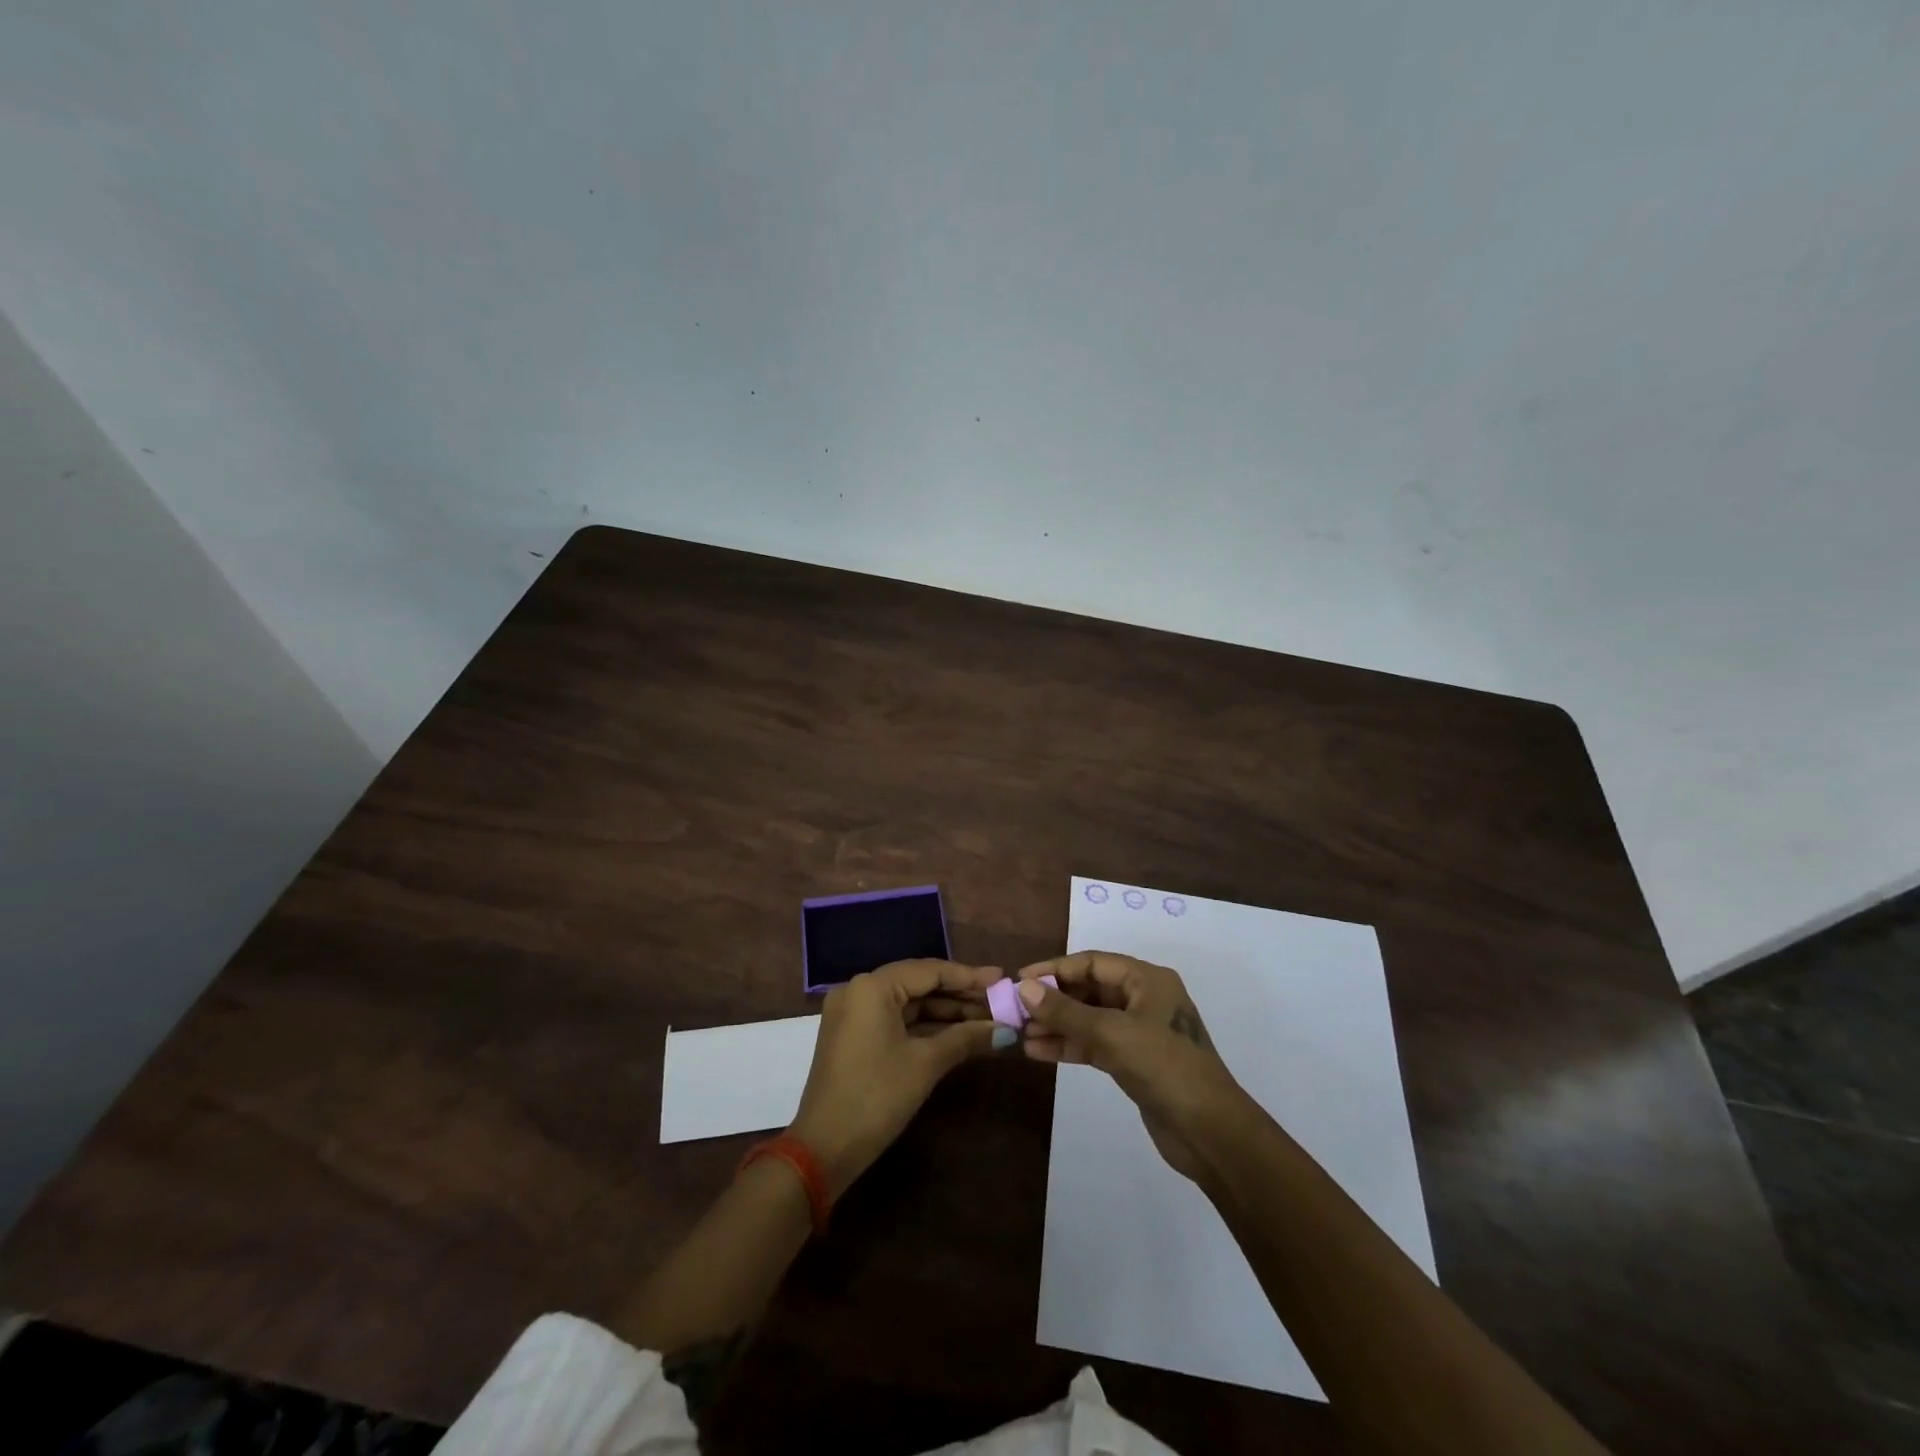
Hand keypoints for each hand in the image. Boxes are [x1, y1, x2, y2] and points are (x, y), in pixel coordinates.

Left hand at [789, 959, 1004, 1197]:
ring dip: (945, 1013)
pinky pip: (896, 1020)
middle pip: (919, 984)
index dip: (969, 976)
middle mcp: (859, 990)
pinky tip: (958, 1034)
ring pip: (908, 1003)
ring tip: (986, 1019)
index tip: (1001, 979)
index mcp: (873, 987)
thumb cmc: (877, 1097)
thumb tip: (1005, 1029)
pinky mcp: (854, 1035)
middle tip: (998, 1002)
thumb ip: (966, 1038)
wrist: (824, 1149)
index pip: (929, 971)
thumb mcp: (926, 1064)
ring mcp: (854, 1013)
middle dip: (959, 995)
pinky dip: (925, 1027)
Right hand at [1018, 951, 1250, 1180]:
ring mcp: (1138, 1031)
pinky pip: (1093, 1044)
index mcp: (1147, 980)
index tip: (1019, 979)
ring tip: (1019, 1033)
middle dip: (1052, 999)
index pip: (1091, 963)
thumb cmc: (1165, 1068)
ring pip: (1088, 1019)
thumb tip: (1024, 988)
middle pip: (1088, 989)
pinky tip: (1038, 1051)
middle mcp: (1143, 999)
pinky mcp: (1133, 1061)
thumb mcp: (1112, 1034)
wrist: (1210, 1133)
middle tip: (1015, 1010)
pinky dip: (1068, 1046)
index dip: (1054, 969)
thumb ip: (1066, 1012)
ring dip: (1056, 1025)